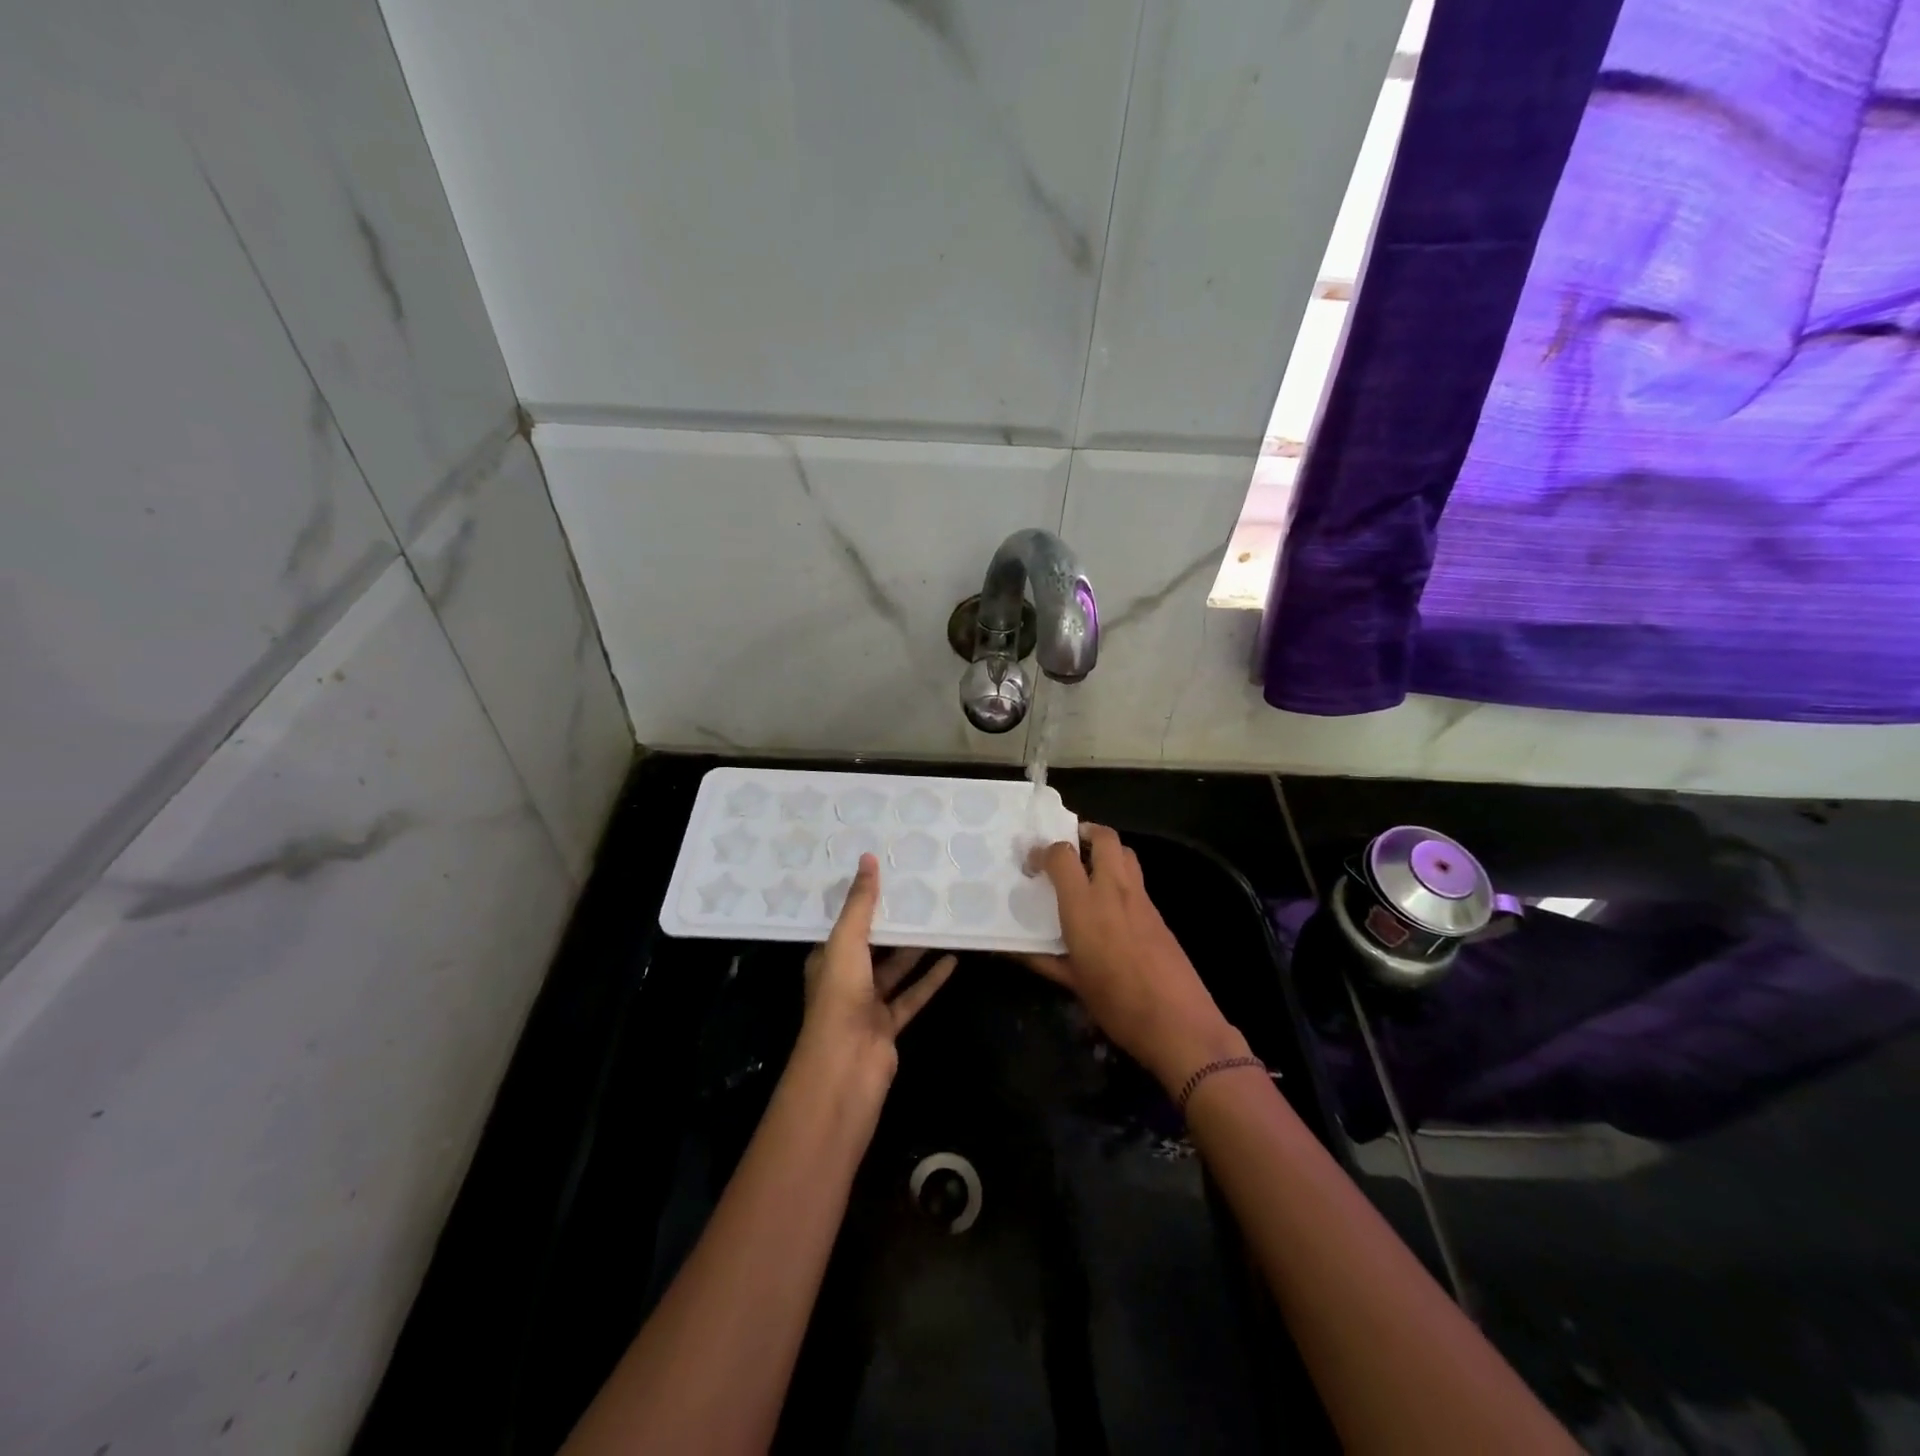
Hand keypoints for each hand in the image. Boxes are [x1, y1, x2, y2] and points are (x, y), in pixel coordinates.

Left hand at [798, 854, 956, 1092]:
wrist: (846, 1066)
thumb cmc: (840, 997)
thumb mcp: (847, 941)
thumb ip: (861, 903)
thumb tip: (868, 858)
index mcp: (827, 958)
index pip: (845, 922)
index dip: (863, 900)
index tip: (886, 873)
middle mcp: (846, 978)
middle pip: (873, 944)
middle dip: (893, 922)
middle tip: (920, 892)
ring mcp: (868, 1003)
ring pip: (895, 968)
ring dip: (915, 948)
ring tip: (940, 920)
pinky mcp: (890, 1023)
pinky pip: (913, 994)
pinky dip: (930, 978)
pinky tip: (952, 959)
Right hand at [1022, 824, 1249, 1093]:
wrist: (1179, 1022)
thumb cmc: (1117, 1004)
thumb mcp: (1072, 983)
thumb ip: (1042, 959)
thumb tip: (1014, 949)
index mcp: (1085, 906)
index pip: (1062, 855)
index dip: (1043, 851)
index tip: (1032, 863)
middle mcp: (1114, 891)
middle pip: (1104, 837)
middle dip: (1084, 832)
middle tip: (1067, 848)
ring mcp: (1141, 899)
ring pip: (1125, 853)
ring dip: (1105, 850)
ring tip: (1088, 868)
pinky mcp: (1158, 913)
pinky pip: (1136, 879)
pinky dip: (1120, 876)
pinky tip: (1110, 904)